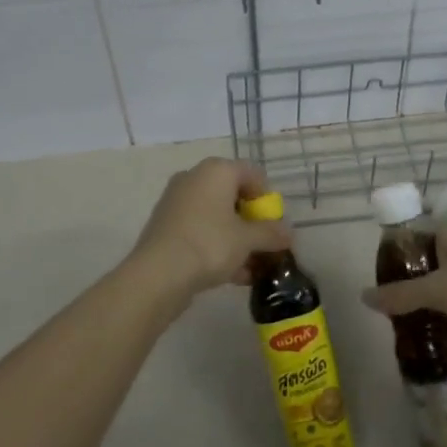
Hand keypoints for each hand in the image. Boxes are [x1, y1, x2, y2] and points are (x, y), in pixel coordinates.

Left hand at [127, 157, 291, 299]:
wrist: (158, 274)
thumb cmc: (209, 244)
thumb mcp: (248, 240)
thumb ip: (271, 233)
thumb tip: (288, 233)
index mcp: (216, 170)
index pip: (253, 174)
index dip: (267, 199)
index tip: (274, 224)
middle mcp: (195, 178)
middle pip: (233, 195)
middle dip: (251, 222)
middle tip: (263, 245)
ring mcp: (177, 201)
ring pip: (216, 216)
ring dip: (236, 239)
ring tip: (252, 267)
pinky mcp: (166, 225)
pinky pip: (200, 230)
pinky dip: (217, 246)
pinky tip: (232, 275)